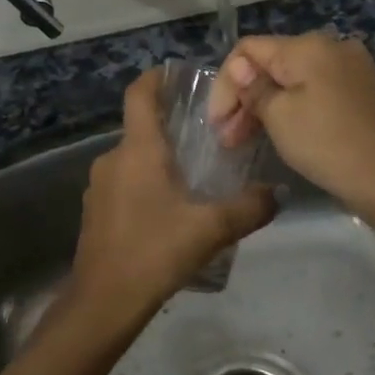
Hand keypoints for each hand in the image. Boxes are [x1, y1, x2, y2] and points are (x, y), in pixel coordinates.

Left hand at [64, 67, 274, 330]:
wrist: (103, 301)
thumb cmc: (154, 252)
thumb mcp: (211, 229)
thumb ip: (249, 208)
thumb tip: (279, 193)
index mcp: (138, 150)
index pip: (139, 94)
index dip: (156, 77)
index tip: (177, 73)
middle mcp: (113, 158)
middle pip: (140, 128)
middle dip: (170, 127)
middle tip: (206, 136)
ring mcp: (99, 186)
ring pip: (133, 159)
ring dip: (159, 160)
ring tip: (193, 176)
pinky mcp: (95, 211)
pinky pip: (124, 184)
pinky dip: (146, 185)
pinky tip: (169, 211)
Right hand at [208, 34, 374, 208]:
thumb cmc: (329, 144)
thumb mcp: (280, 117)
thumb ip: (254, 88)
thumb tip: (239, 68)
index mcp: (307, 46)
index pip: (248, 49)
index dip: (225, 83)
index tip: (216, 123)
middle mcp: (331, 47)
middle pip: (271, 64)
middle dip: (244, 98)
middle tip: (227, 139)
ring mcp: (351, 69)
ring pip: (292, 80)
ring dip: (265, 106)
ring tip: (245, 141)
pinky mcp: (362, 93)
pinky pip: (314, 93)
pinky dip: (292, 110)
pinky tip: (280, 134)